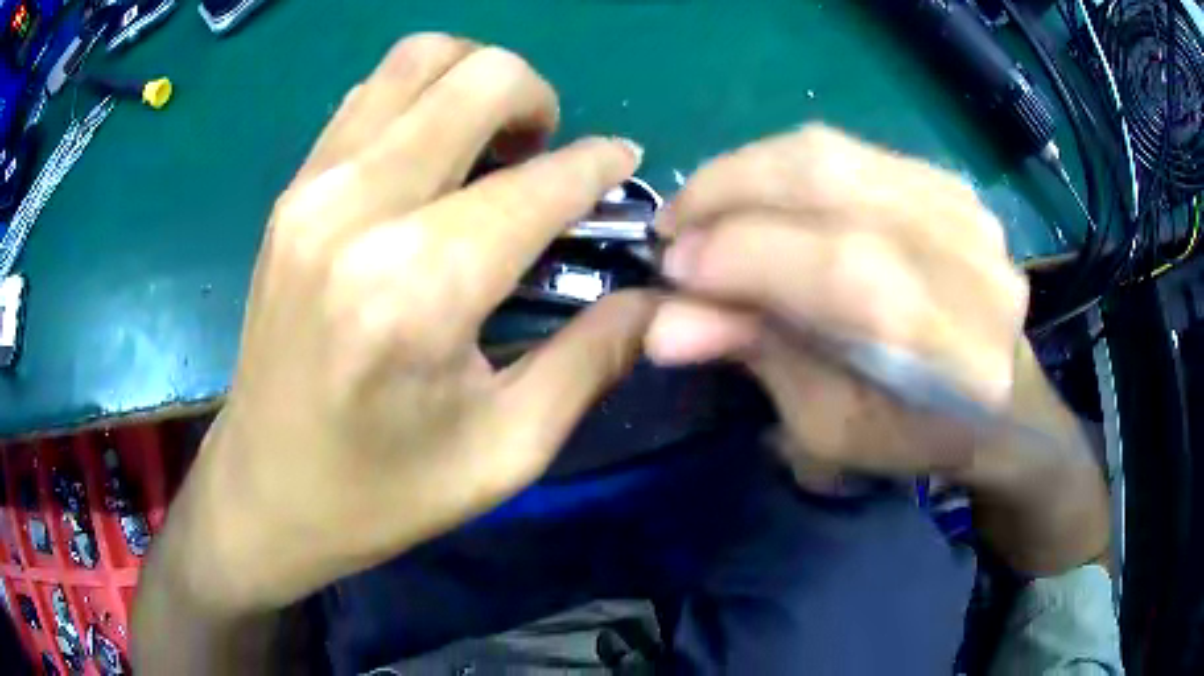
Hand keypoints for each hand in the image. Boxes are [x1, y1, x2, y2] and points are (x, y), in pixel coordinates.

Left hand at [160, 34, 652, 613]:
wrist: (265, 492)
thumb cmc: (382, 492)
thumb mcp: (506, 451)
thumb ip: (594, 359)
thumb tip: (656, 296)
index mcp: (416, 286)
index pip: (539, 181)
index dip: (599, 165)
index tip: (624, 168)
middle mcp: (356, 208)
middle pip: (478, 76)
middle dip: (539, 100)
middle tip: (547, 157)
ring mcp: (311, 187)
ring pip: (419, 58)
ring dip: (477, 82)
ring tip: (492, 146)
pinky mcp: (291, 191)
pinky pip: (371, 94)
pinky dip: (422, 98)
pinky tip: (433, 156)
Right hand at [645, 125, 1030, 477]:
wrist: (995, 396)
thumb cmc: (911, 431)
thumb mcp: (829, 426)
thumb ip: (759, 358)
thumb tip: (662, 323)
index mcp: (956, 356)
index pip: (846, 274)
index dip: (747, 258)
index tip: (672, 267)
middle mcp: (973, 265)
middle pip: (838, 186)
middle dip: (731, 191)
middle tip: (675, 221)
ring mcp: (967, 212)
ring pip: (837, 154)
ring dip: (748, 170)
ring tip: (703, 205)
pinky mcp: (950, 185)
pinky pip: (851, 150)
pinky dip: (786, 166)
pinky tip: (758, 194)